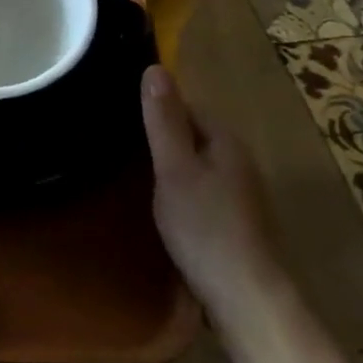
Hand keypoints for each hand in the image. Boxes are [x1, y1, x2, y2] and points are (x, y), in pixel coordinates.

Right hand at [140, 64, 290, 319]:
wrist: (244, 295)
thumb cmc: (204, 226)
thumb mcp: (174, 168)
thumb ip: (163, 121)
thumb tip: (154, 68)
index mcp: (226, 141)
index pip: (189, 105)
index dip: (157, 104)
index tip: (121, 112)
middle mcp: (238, 160)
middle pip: (194, 133)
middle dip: (161, 133)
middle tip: (118, 140)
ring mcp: (239, 192)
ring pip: (197, 162)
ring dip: (169, 162)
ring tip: (130, 169)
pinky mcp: (232, 220)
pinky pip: (200, 188)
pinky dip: (178, 188)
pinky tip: (159, 203)